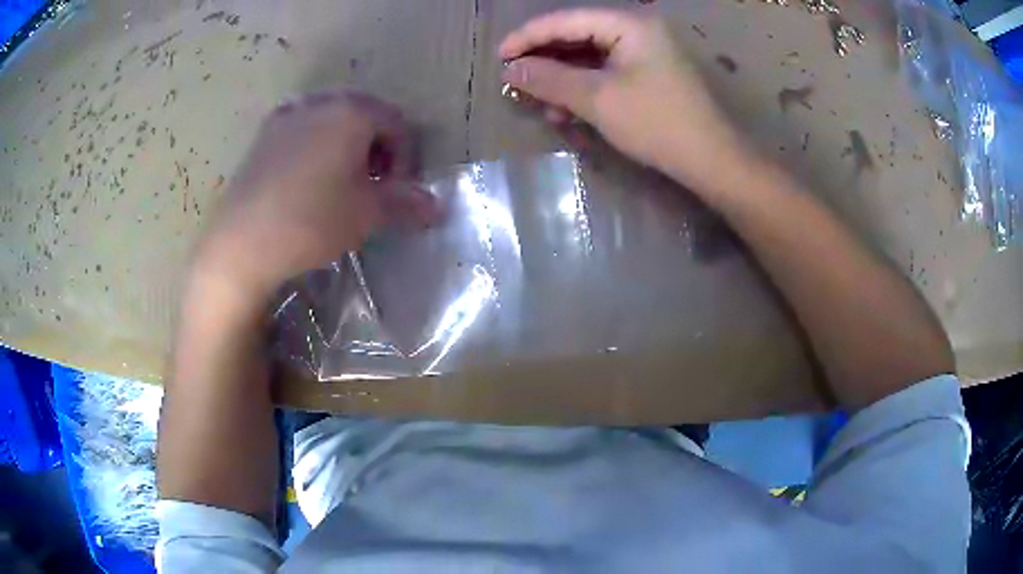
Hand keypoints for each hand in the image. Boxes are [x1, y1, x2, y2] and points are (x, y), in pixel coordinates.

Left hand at [193, 91, 435, 304]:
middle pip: (364, 116)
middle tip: (372, 185)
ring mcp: (286, 117)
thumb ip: (406, 203)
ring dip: (346, 147)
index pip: (396, 123)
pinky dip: (316, 148)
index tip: (397, 191)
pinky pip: (301, 132)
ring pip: (330, 122)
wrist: (241, 243)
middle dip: (377, 149)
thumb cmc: (312, 221)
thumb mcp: (367, 213)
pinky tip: (307, 182)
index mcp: (351, 112)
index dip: (406, 157)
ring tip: (340, 184)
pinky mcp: (262, 137)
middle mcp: (319, 103)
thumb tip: (437, 207)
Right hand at [500, 9, 744, 188]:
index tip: (500, 57)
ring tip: (538, 104)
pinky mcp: (650, 78)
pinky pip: (606, 75)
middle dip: (545, 61)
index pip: (567, 20)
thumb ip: (550, 79)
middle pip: (578, 37)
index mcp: (629, 25)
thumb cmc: (656, 123)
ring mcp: (646, 55)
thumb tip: (510, 71)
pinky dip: (583, 91)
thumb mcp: (597, 99)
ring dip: (561, 81)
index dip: (529, 37)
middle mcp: (638, 32)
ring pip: (590, 59)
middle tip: (515, 81)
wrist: (711, 161)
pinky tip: (566, 112)